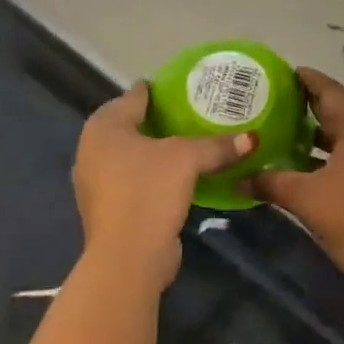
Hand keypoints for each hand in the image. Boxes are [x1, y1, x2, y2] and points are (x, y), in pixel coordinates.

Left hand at [72, 82, 253, 287]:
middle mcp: (92, 150)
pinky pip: (134, 179)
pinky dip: (153, 174)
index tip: (181, 85)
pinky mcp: (108, 209)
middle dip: (158, 120)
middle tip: (190, 112)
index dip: (157, 90)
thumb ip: (216, 145)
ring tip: (188, 142)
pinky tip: (178, 175)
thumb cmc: (148, 191)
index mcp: (104, 127)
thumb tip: (251, 139)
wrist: (127, 258)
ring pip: (131, 155)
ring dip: (155, 150)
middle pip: (130, 125)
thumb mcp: (187, 159)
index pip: (133, 97)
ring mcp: (96, 182)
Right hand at [251, 68, 343, 286]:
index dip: (307, 80)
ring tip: (290, 131)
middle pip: (342, 109)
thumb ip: (269, 183)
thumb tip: (238, 179)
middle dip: (312, 105)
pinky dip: (338, 149)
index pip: (330, 91)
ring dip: (324, 130)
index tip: (285, 73)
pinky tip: (313, 162)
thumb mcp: (304, 198)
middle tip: (280, 102)